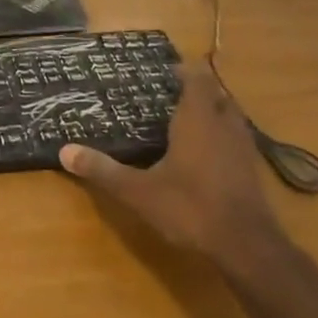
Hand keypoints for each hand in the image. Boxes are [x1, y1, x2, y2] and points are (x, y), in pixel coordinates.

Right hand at [60, 65, 283, 272]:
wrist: (246, 247)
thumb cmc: (190, 208)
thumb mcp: (138, 191)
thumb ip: (103, 170)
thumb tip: (64, 151)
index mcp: (197, 120)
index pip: (197, 79)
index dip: (184, 71)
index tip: (166, 71)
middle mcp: (224, 126)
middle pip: (216, 95)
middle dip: (197, 92)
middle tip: (170, 96)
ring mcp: (243, 148)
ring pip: (230, 118)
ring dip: (212, 114)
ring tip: (186, 121)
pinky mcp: (252, 171)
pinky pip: (236, 140)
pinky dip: (221, 138)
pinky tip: (205, 156)